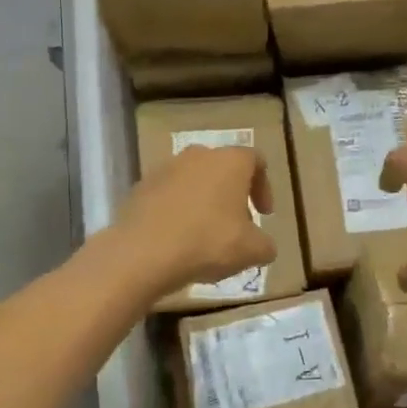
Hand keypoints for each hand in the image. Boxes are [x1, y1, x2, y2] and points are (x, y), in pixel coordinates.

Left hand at [115, 144, 275, 295]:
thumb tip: (264, 246)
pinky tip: (178, 239)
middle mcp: (198, 155)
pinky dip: (178, 211)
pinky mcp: (141, 187)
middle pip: (223, 169)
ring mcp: (165, 168)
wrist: (142, 252)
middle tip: (236, 226)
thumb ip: (265, 245)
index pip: (256, 161)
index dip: (264, 188)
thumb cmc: (208, 242)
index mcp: (230, 161)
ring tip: (205, 235)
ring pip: (194, 181)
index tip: (264, 214)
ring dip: (204, 202)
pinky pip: (169, 195)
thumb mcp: (252, 251)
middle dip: (233, 196)